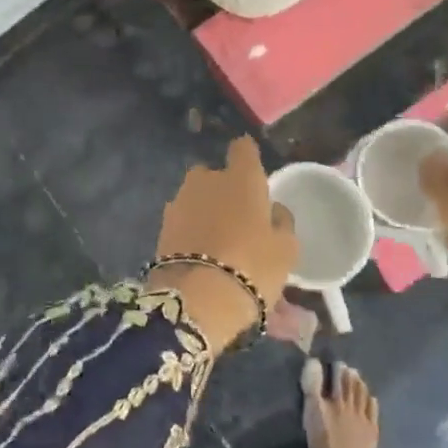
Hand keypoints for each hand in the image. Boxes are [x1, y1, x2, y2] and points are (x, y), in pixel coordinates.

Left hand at [148, 137, 297, 352]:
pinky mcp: (162, 225)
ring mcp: (179, 200)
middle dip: (222, 189)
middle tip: (236, 218)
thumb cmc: (253, 267)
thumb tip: (273, 209)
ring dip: (204, 211)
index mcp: (241, 177)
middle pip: (214, 175)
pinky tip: (199, 253)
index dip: (248, 157)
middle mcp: (207, 179)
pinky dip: (190, 230)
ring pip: (195, 197)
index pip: (243, 148)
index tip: (253, 171)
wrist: (198, 299)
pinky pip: (182, 220)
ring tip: (216, 241)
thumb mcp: (286, 249)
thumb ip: (281, 221)